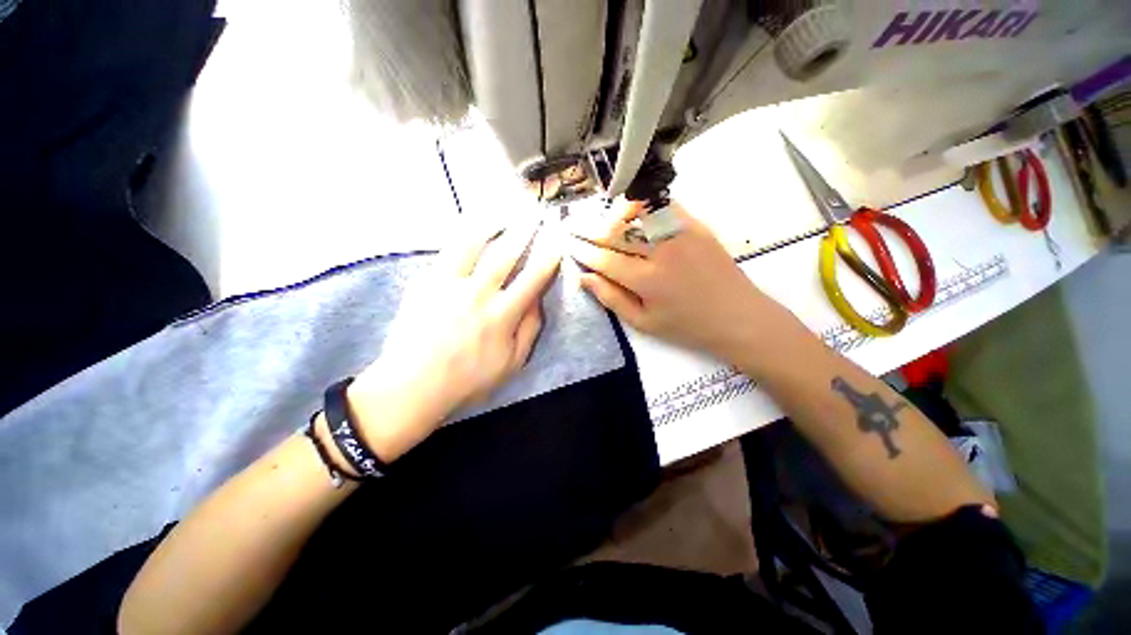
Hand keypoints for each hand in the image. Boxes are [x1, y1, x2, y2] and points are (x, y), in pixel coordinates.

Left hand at [348, 219, 561, 459]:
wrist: (413, 384)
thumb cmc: (468, 379)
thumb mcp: (512, 363)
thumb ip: (529, 330)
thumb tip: (538, 302)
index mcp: (503, 314)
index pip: (533, 279)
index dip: (548, 258)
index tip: (557, 242)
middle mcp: (479, 293)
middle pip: (506, 253)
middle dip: (524, 231)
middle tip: (534, 214)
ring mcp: (449, 284)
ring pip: (472, 244)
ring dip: (491, 224)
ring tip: (502, 212)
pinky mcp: (425, 282)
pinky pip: (446, 252)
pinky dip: (461, 237)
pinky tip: (469, 230)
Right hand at [568, 201, 793, 366]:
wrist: (737, 316)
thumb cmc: (687, 326)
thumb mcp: (644, 323)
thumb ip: (612, 299)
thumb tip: (585, 278)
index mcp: (647, 281)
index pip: (604, 259)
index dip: (582, 251)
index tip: (568, 244)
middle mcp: (661, 252)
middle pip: (616, 233)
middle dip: (588, 229)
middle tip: (572, 225)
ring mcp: (681, 234)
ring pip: (637, 213)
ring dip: (613, 213)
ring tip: (598, 217)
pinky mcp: (696, 225)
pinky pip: (664, 206)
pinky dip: (643, 205)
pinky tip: (631, 210)